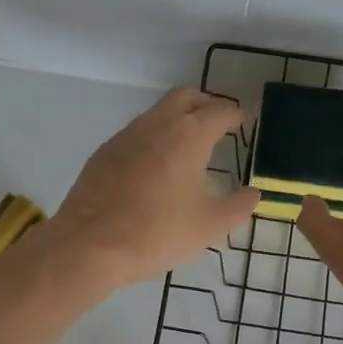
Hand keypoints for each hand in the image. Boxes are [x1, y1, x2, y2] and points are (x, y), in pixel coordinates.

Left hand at [51, 88, 259, 290]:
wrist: (89, 245)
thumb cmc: (157, 233)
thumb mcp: (210, 226)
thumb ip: (238, 206)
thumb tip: (253, 193)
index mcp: (188, 135)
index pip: (220, 111)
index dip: (237, 114)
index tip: (246, 121)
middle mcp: (157, 124)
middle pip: (187, 97)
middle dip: (207, 104)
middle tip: (220, 123)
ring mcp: (125, 135)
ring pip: (158, 112)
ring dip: (178, 118)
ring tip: (190, 146)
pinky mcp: (104, 152)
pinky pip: (137, 132)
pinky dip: (155, 137)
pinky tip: (156, 166)